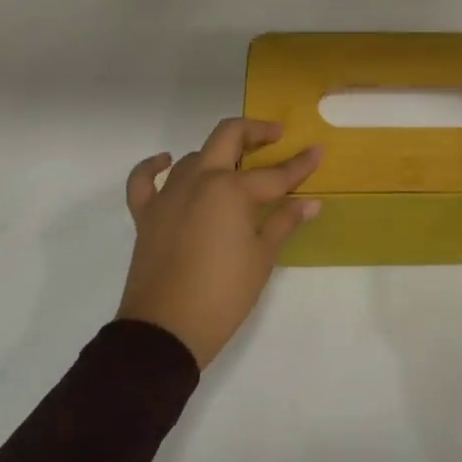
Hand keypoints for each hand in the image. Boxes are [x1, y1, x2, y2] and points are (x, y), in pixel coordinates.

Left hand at [120, 118, 320, 367]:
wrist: (166, 330)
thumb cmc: (224, 294)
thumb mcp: (262, 257)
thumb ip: (283, 221)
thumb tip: (311, 203)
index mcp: (231, 190)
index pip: (275, 173)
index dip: (300, 164)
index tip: (317, 151)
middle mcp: (199, 180)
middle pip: (228, 137)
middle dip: (255, 131)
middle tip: (275, 136)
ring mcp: (168, 194)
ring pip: (194, 156)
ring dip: (217, 153)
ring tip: (237, 165)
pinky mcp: (146, 213)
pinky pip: (144, 180)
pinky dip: (154, 166)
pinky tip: (166, 161)